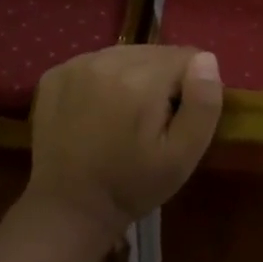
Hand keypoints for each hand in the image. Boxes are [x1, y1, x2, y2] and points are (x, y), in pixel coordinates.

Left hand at [26, 46, 222, 240]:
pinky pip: (97, 62)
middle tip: (151, 121)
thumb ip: (203, 105)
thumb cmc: (131, 185)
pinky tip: (98, 111)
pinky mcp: (56, 73)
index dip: (190, 87)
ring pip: (127, 54)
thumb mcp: (182, 156)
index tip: (176, 119)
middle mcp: (106, 60)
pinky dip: (105, 79)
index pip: (188, 56)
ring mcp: (76, 64)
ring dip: (134, 76)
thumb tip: (206, 59)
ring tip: (124, 116)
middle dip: (162, 80)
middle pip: (156, 52)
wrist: (68, 208)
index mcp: (141, 79)